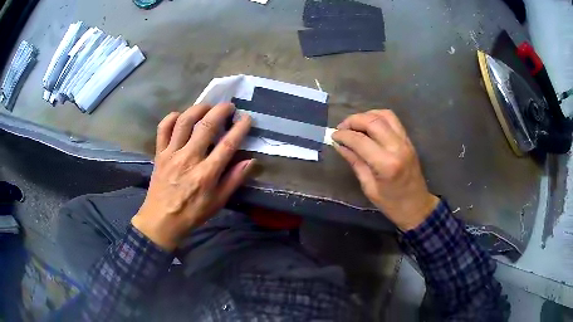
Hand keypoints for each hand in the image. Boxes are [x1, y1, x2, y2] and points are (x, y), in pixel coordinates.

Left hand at [131, 103, 254, 250]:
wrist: (161, 221)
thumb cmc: (192, 213)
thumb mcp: (218, 202)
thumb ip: (234, 180)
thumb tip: (250, 161)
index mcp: (206, 174)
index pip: (227, 144)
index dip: (239, 128)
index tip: (246, 118)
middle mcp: (189, 159)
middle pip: (206, 126)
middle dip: (220, 111)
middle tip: (228, 106)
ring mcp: (172, 154)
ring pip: (184, 121)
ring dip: (198, 109)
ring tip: (207, 107)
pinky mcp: (160, 153)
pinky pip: (163, 129)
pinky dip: (172, 118)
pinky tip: (181, 116)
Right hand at [332, 110, 438, 230]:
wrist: (417, 206)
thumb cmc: (392, 204)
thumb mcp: (369, 187)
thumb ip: (355, 162)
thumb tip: (339, 145)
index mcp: (386, 164)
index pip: (360, 140)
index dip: (344, 135)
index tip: (333, 135)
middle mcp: (397, 147)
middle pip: (373, 121)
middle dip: (353, 120)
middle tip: (341, 128)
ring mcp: (405, 141)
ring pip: (385, 115)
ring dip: (367, 115)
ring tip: (355, 125)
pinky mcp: (409, 140)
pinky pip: (393, 120)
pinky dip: (378, 117)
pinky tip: (369, 126)